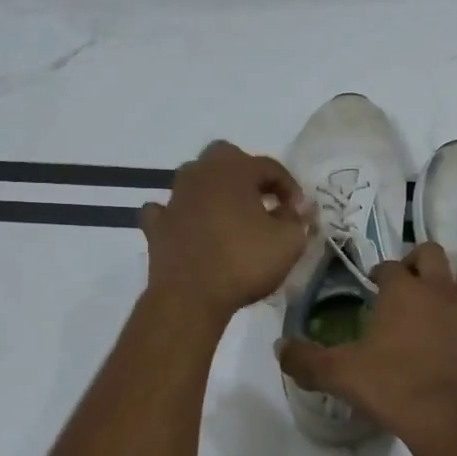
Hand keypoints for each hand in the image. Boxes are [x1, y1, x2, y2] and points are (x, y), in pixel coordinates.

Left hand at [140, 141, 313, 327]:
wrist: (190, 297)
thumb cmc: (244, 263)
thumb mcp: (289, 242)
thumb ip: (297, 220)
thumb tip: (296, 210)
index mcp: (235, 171)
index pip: (269, 166)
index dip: (289, 187)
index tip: (298, 212)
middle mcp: (201, 174)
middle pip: (226, 158)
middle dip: (247, 174)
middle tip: (263, 200)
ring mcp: (175, 198)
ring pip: (195, 179)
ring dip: (215, 191)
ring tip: (232, 215)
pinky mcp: (157, 225)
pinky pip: (168, 209)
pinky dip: (181, 214)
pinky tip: (190, 226)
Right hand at [277, 241, 456, 447]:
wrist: (454, 422)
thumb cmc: (394, 388)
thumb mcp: (340, 375)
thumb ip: (306, 360)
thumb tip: (280, 347)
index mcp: (404, 291)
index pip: (390, 265)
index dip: (380, 273)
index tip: (374, 287)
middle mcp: (441, 291)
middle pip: (431, 254)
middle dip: (417, 263)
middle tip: (406, 288)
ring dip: (444, 297)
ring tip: (430, 325)